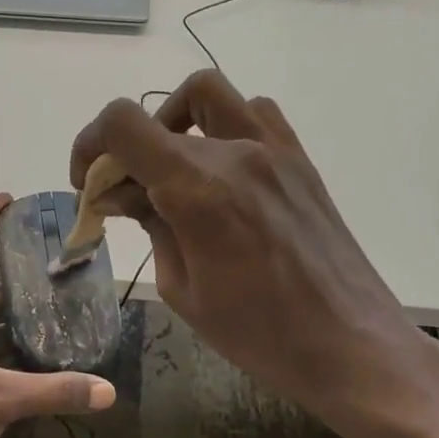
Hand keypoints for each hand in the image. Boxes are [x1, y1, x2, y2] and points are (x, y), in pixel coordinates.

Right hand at [70, 70, 438, 429]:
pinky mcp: (299, 160)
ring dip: (175, 120)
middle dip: (126, 150)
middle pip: (156, 116)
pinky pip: (254, 112)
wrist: (351, 344)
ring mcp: (273, 149)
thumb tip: (119, 193)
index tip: (88, 181)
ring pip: (207, 93)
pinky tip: (222, 169)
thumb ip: (149, 225)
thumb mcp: (182, 287)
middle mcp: (234, 152)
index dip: (90, 143)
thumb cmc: (258, 332)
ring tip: (173, 167)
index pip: (122, 124)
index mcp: (197, 188)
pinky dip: (223, 124)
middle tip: (126, 192)